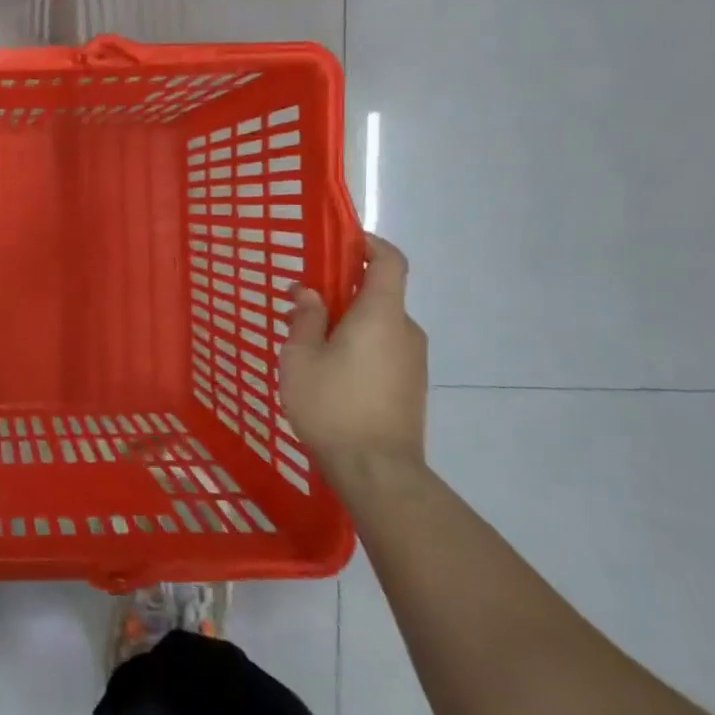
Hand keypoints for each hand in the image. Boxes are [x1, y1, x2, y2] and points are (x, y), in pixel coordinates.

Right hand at [280, 236, 428, 477]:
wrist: (378, 470)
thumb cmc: (332, 404)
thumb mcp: (301, 356)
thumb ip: (306, 318)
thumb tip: (312, 293)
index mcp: (381, 314)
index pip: (390, 261)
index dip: (369, 244)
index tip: (340, 244)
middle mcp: (405, 331)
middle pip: (379, 293)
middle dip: (342, 290)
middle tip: (302, 304)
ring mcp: (413, 361)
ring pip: (378, 324)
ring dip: (347, 322)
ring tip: (308, 344)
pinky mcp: (410, 386)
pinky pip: (383, 349)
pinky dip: (358, 345)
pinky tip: (329, 372)